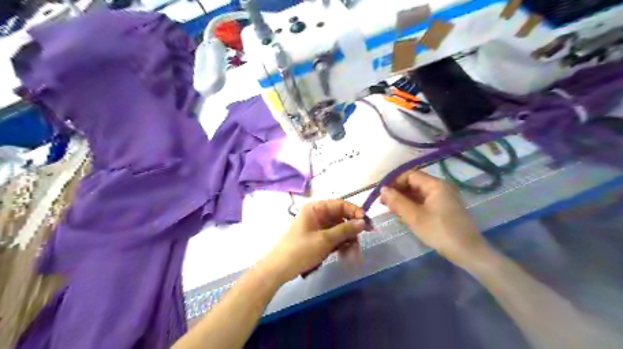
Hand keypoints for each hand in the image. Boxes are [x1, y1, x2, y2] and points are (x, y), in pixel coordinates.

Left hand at [261, 199, 366, 283]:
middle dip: (352, 231)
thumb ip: (345, 229)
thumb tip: (363, 222)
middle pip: (342, 218)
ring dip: (348, 241)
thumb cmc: (301, 250)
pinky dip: (341, 246)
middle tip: (361, 243)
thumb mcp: (325, 239)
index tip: (366, 223)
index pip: (340, 204)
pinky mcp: (319, 239)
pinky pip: (335, 239)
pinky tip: (345, 257)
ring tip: (352, 256)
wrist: (280, 269)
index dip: (355, 212)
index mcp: (316, 208)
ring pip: (340, 230)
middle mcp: (318, 215)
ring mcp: (319, 227)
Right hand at [380, 170, 491, 265]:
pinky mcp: (444, 209)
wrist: (467, 252)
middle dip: (398, 192)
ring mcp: (444, 198)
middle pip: (414, 184)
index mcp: (435, 185)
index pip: (410, 175)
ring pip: (418, 194)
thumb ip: (397, 201)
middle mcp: (441, 187)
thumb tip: (383, 189)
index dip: (394, 182)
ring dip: (404, 200)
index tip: (383, 194)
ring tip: (392, 211)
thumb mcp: (414, 216)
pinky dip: (413, 207)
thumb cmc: (439, 231)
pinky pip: (425, 203)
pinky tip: (404, 216)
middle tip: (384, 204)